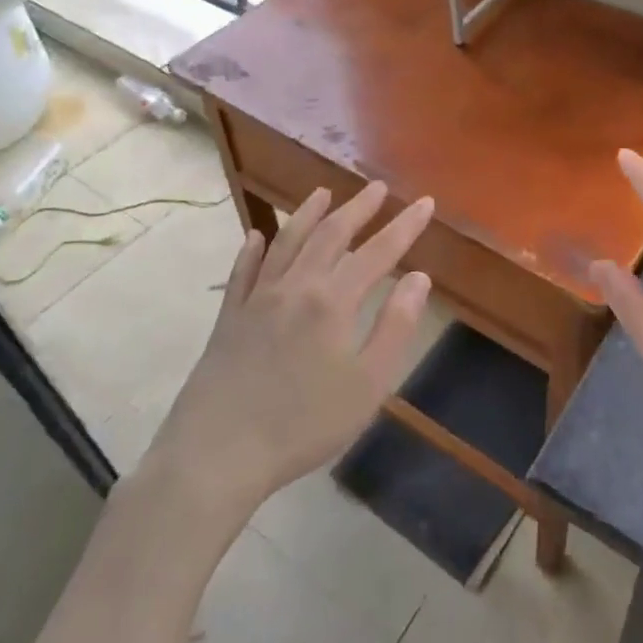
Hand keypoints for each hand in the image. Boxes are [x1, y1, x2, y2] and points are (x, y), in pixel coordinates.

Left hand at [153, 181, 434, 514]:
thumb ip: (395, 326)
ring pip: (286, 243)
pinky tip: (256, 237)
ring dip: (307, 214)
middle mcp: (295, 287)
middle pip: (331, 235)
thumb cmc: (303, 424)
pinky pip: (242, 272)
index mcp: (333, 301)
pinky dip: (252, 249)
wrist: (217, 454)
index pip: (378, 252)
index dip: (405, 226)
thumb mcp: (367, 384)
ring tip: (323, 193)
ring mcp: (257, 299)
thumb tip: (418, 278)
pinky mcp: (228, 319)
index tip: (425, 202)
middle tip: (377, 188)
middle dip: (358, 208)